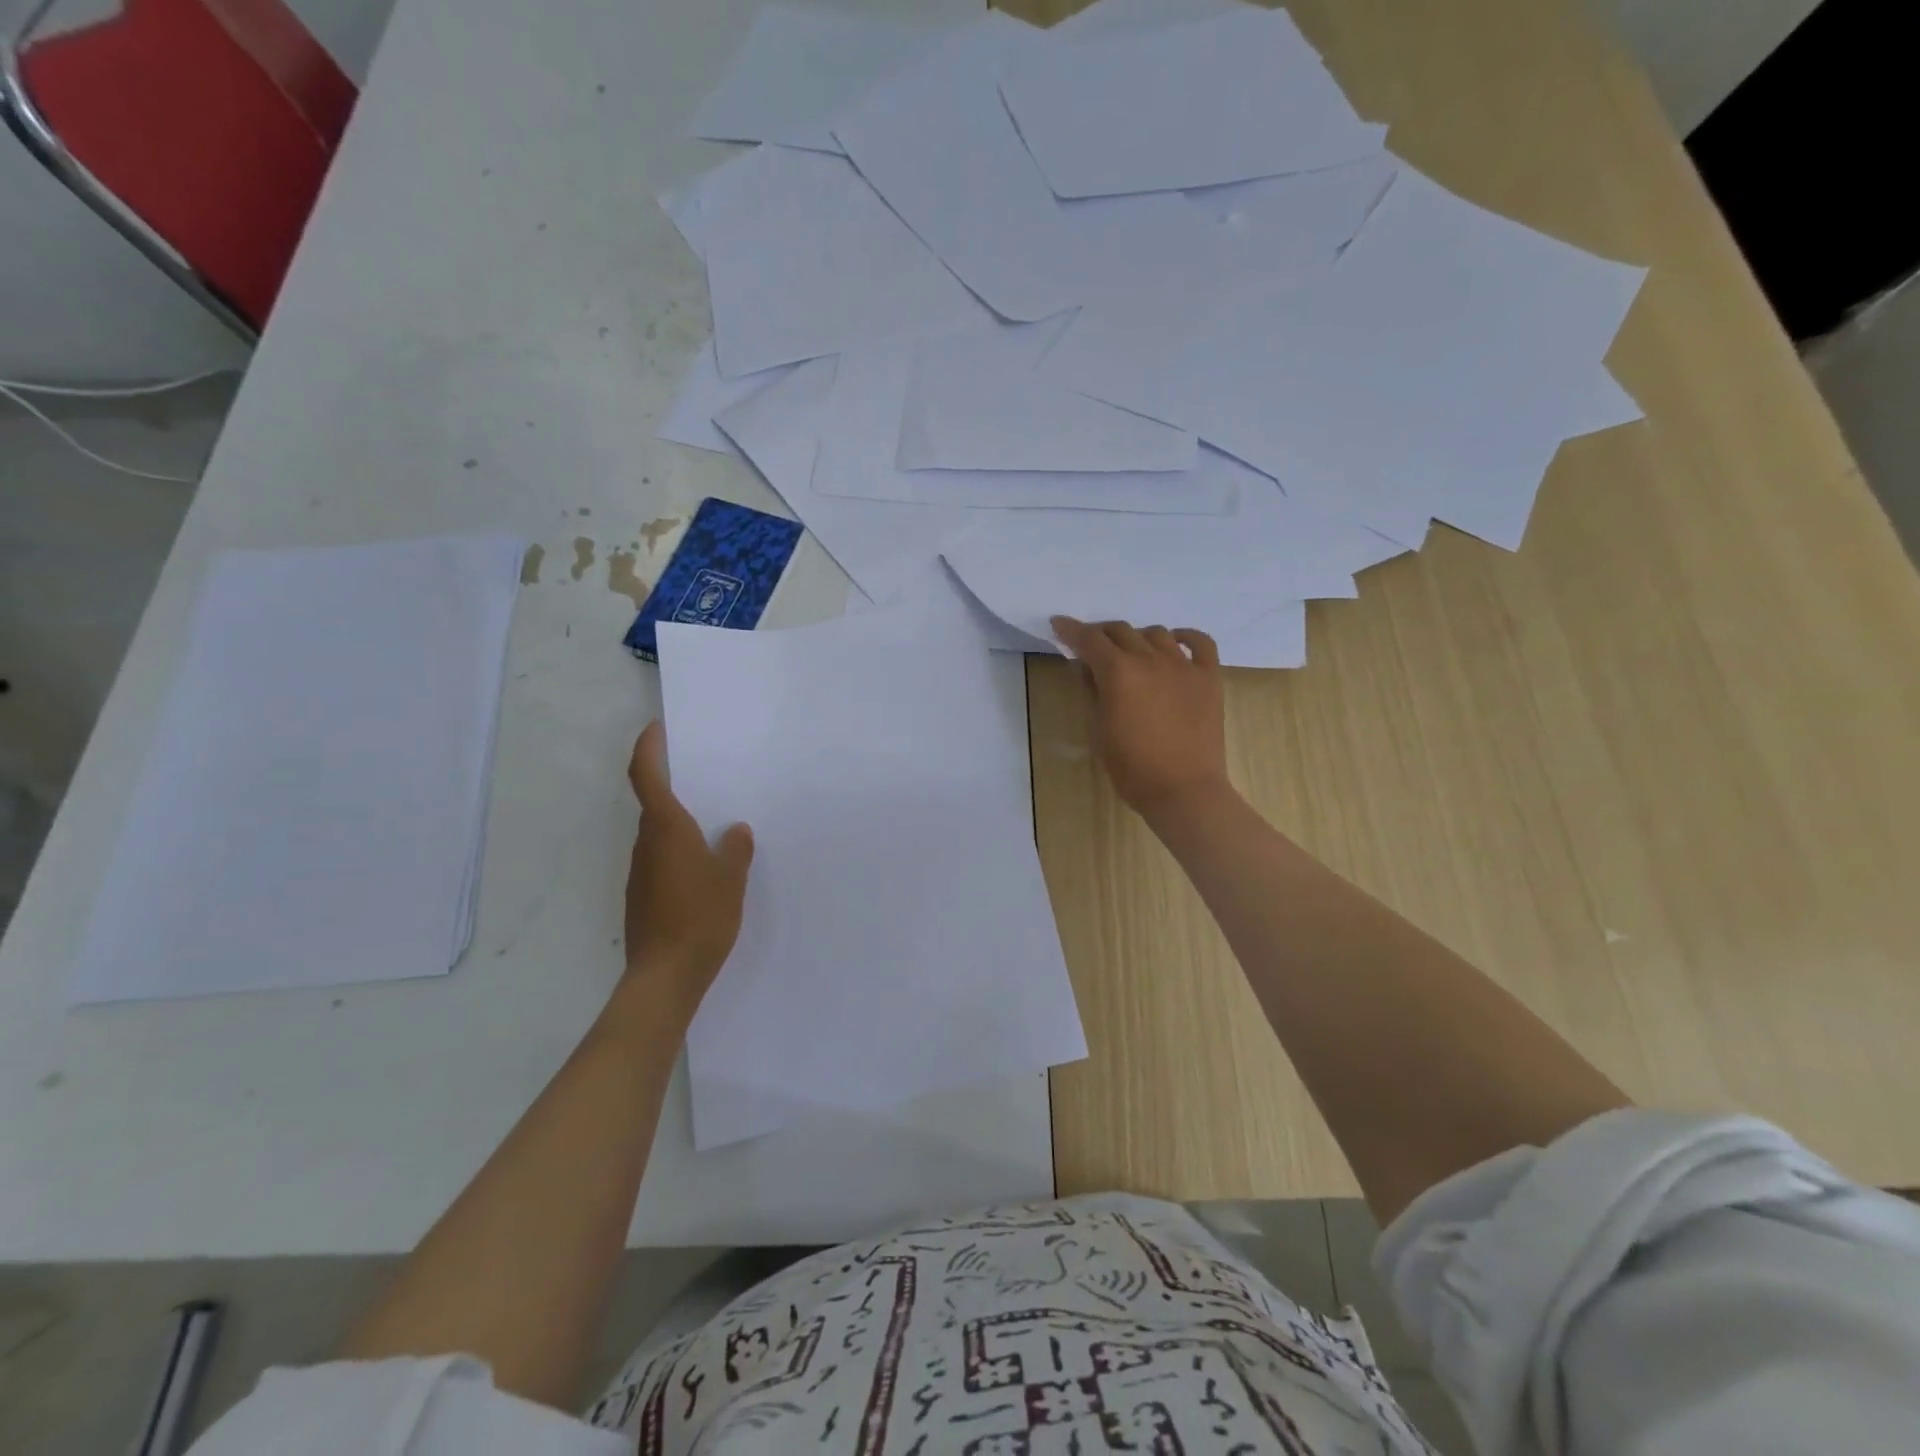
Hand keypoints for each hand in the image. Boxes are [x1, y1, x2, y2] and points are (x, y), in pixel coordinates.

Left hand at [622, 722, 753, 1011]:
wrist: (665, 976)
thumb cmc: (700, 917)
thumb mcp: (731, 878)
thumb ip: (735, 849)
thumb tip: (735, 830)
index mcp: (665, 828)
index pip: (646, 775)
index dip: (648, 748)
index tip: (657, 728)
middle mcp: (646, 844)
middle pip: (653, 803)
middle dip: (673, 784)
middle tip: (705, 775)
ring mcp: (641, 872)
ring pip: (658, 834)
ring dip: (679, 822)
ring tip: (714, 824)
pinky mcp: (643, 896)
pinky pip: (662, 859)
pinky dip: (679, 851)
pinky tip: (705, 867)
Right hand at [1050, 617, 1231, 820]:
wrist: (1183, 789)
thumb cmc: (1131, 767)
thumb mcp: (1098, 730)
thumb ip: (1091, 691)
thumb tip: (1087, 667)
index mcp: (1118, 672)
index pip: (1089, 640)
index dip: (1070, 630)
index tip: (1059, 624)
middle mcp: (1150, 659)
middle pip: (1121, 631)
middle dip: (1101, 634)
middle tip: (1092, 646)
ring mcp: (1183, 666)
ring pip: (1156, 633)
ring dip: (1137, 638)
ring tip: (1131, 652)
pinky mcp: (1208, 678)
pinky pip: (1200, 643)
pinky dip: (1185, 637)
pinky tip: (1175, 642)